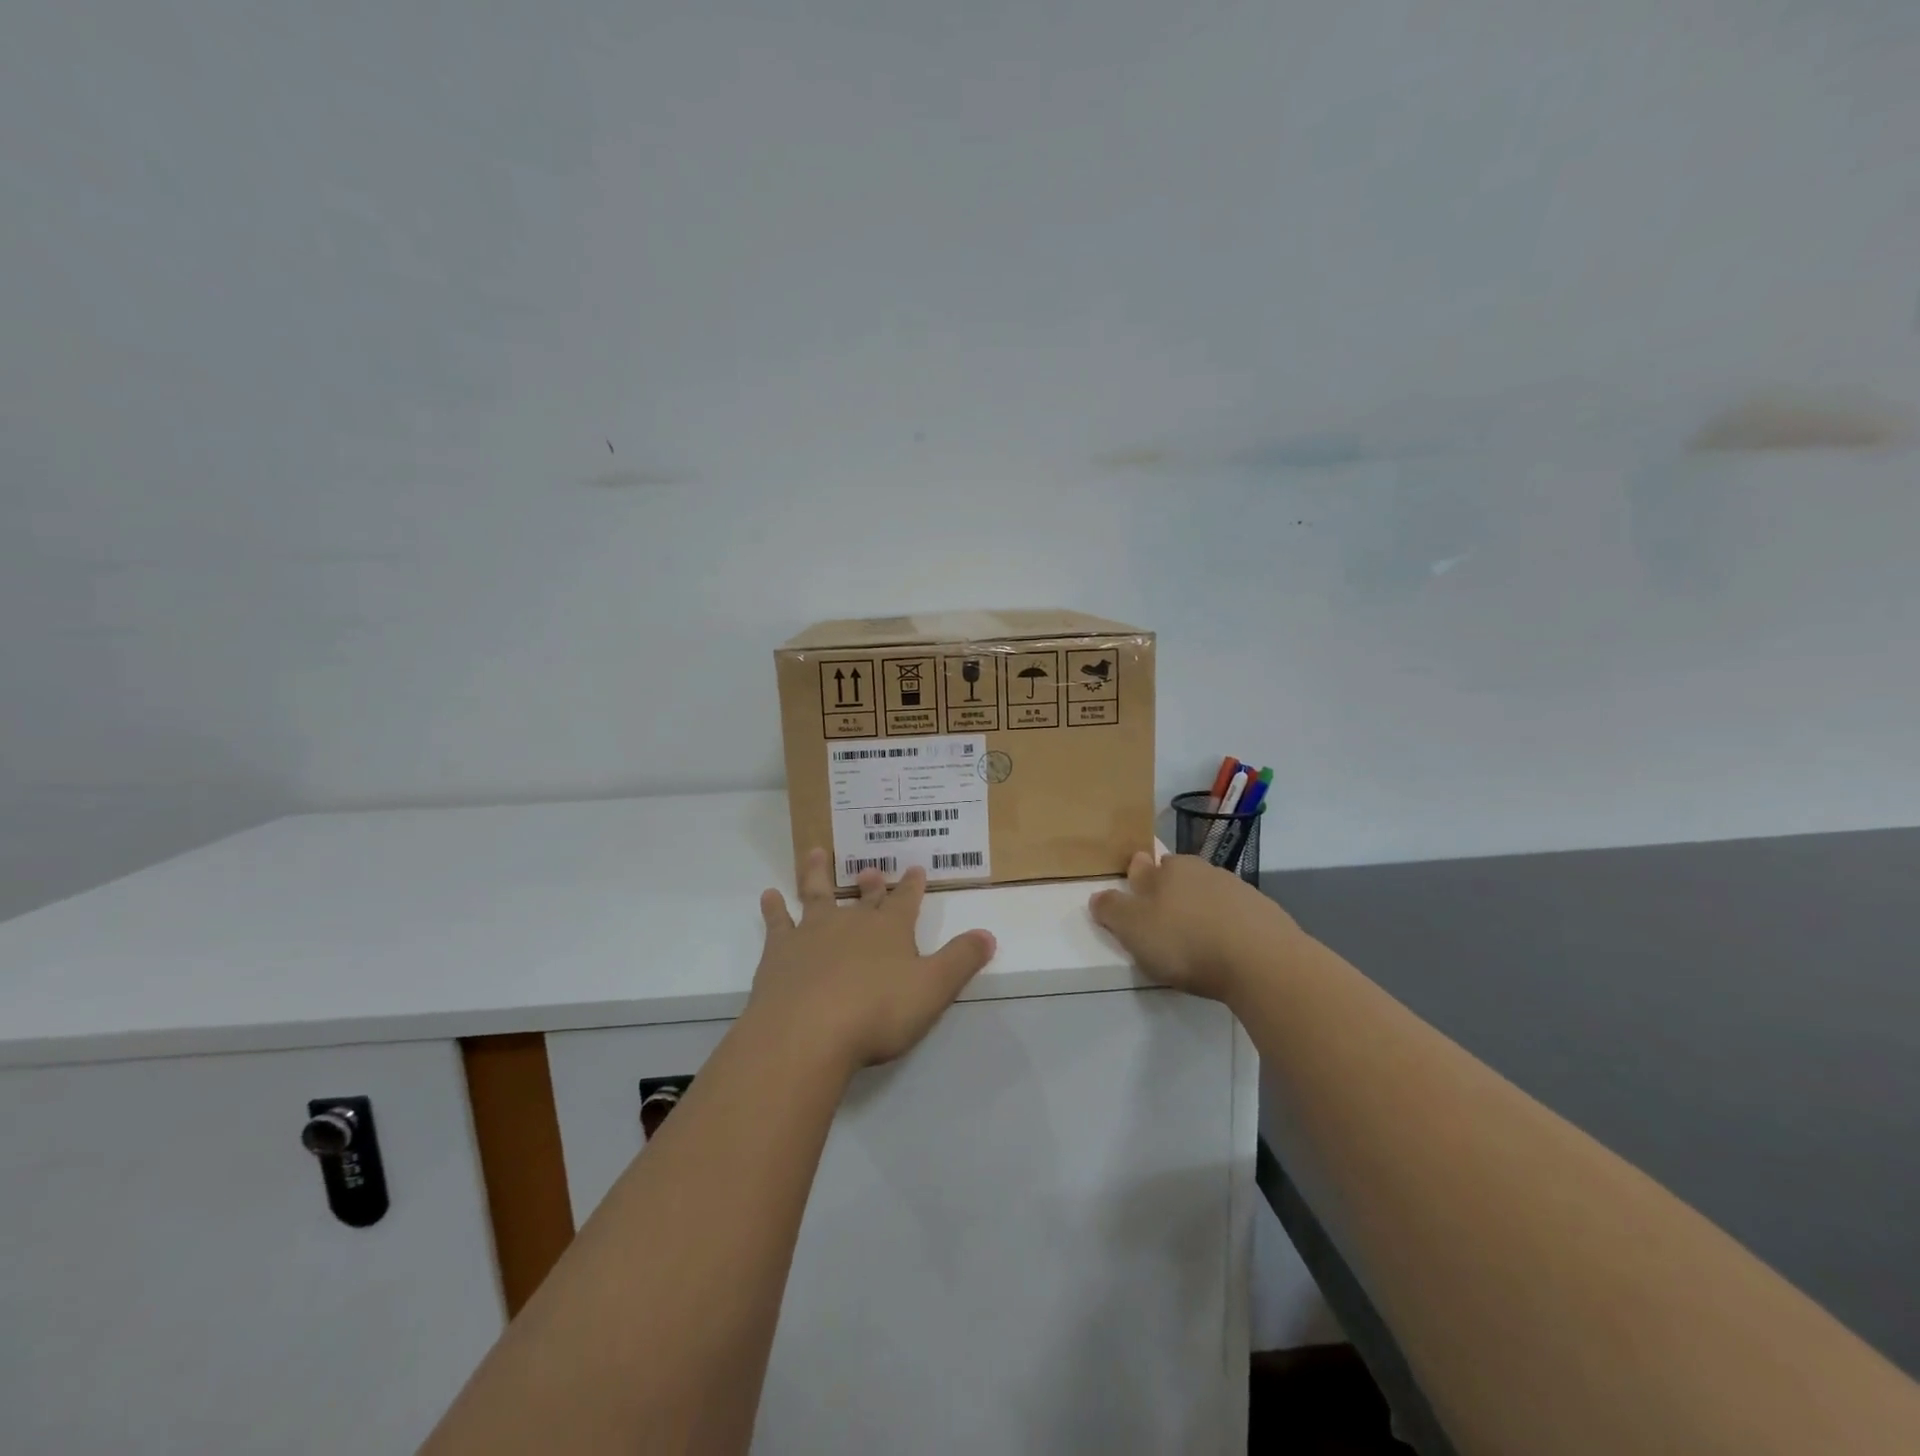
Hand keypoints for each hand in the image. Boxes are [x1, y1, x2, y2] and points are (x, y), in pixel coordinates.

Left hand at [748, 849, 997, 1072]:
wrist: (808, 1032)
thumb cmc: (878, 1012)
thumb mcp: (933, 989)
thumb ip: (961, 960)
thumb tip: (988, 934)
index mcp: (890, 930)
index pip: (906, 902)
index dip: (912, 886)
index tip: (915, 868)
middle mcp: (852, 923)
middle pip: (864, 898)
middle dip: (871, 884)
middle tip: (871, 868)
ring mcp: (813, 933)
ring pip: (817, 895)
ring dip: (817, 873)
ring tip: (815, 853)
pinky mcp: (780, 952)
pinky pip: (777, 922)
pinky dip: (773, 908)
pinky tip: (769, 895)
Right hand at [1089, 850, 1299, 1002]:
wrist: (1263, 963)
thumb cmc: (1187, 942)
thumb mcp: (1133, 929)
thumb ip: (1112, 910)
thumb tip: (1099, 895)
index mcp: (1169, 869)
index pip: (1146, 866)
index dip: (1137, 881)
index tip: (1134, 898)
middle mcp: (1203, 870)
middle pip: (1179, 878)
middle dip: (1170, 895)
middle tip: (1163, 923)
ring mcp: (1238, 890)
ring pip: (1209, 896)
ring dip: (1200, 912)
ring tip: (1196, 942)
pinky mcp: (1265, 914)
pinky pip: (1237, 917)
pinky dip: (1228, 929)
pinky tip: (1227, 952)